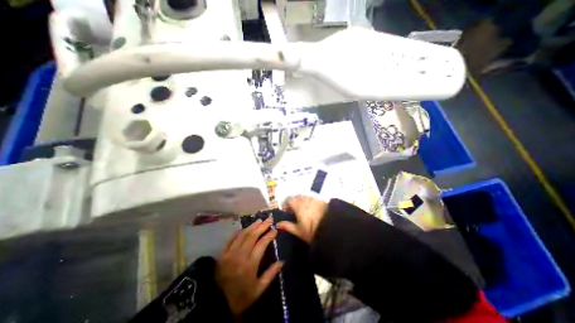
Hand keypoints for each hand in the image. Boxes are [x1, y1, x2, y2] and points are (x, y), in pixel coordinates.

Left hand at [215, 217, 281, 317]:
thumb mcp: (259, 289)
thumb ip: (271, 274)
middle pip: (253, 236)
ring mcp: (230, 254)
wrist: (217, 305)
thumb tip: (282, 261)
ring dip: (251, 226)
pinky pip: (230, 239)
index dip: (269, 235)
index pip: (262, 244)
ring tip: (259, 220)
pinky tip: (243, 228)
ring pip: (242, 235)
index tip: (274, 229)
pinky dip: (238, 232)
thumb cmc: (241, 297)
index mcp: (250, 265)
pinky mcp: (222, 254)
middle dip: (262, 226)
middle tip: (269, 219)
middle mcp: (240, 256)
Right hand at [279, 195, 327, 241]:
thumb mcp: (299, 231)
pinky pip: (311, 197)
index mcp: (298, 205)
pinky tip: (312, 209)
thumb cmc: (313, 231)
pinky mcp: (321, 199)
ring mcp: (313, 198)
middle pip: (296, 196)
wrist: (332, 229)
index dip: (285, 204)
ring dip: (301, 200)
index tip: (286, 211)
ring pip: (304, 196)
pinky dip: (309, 201)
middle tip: (294, 211)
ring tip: (303, 210)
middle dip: (293, 201)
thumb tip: (278, 224)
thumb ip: (287, 226)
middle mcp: (305, 199)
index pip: (288, 199)